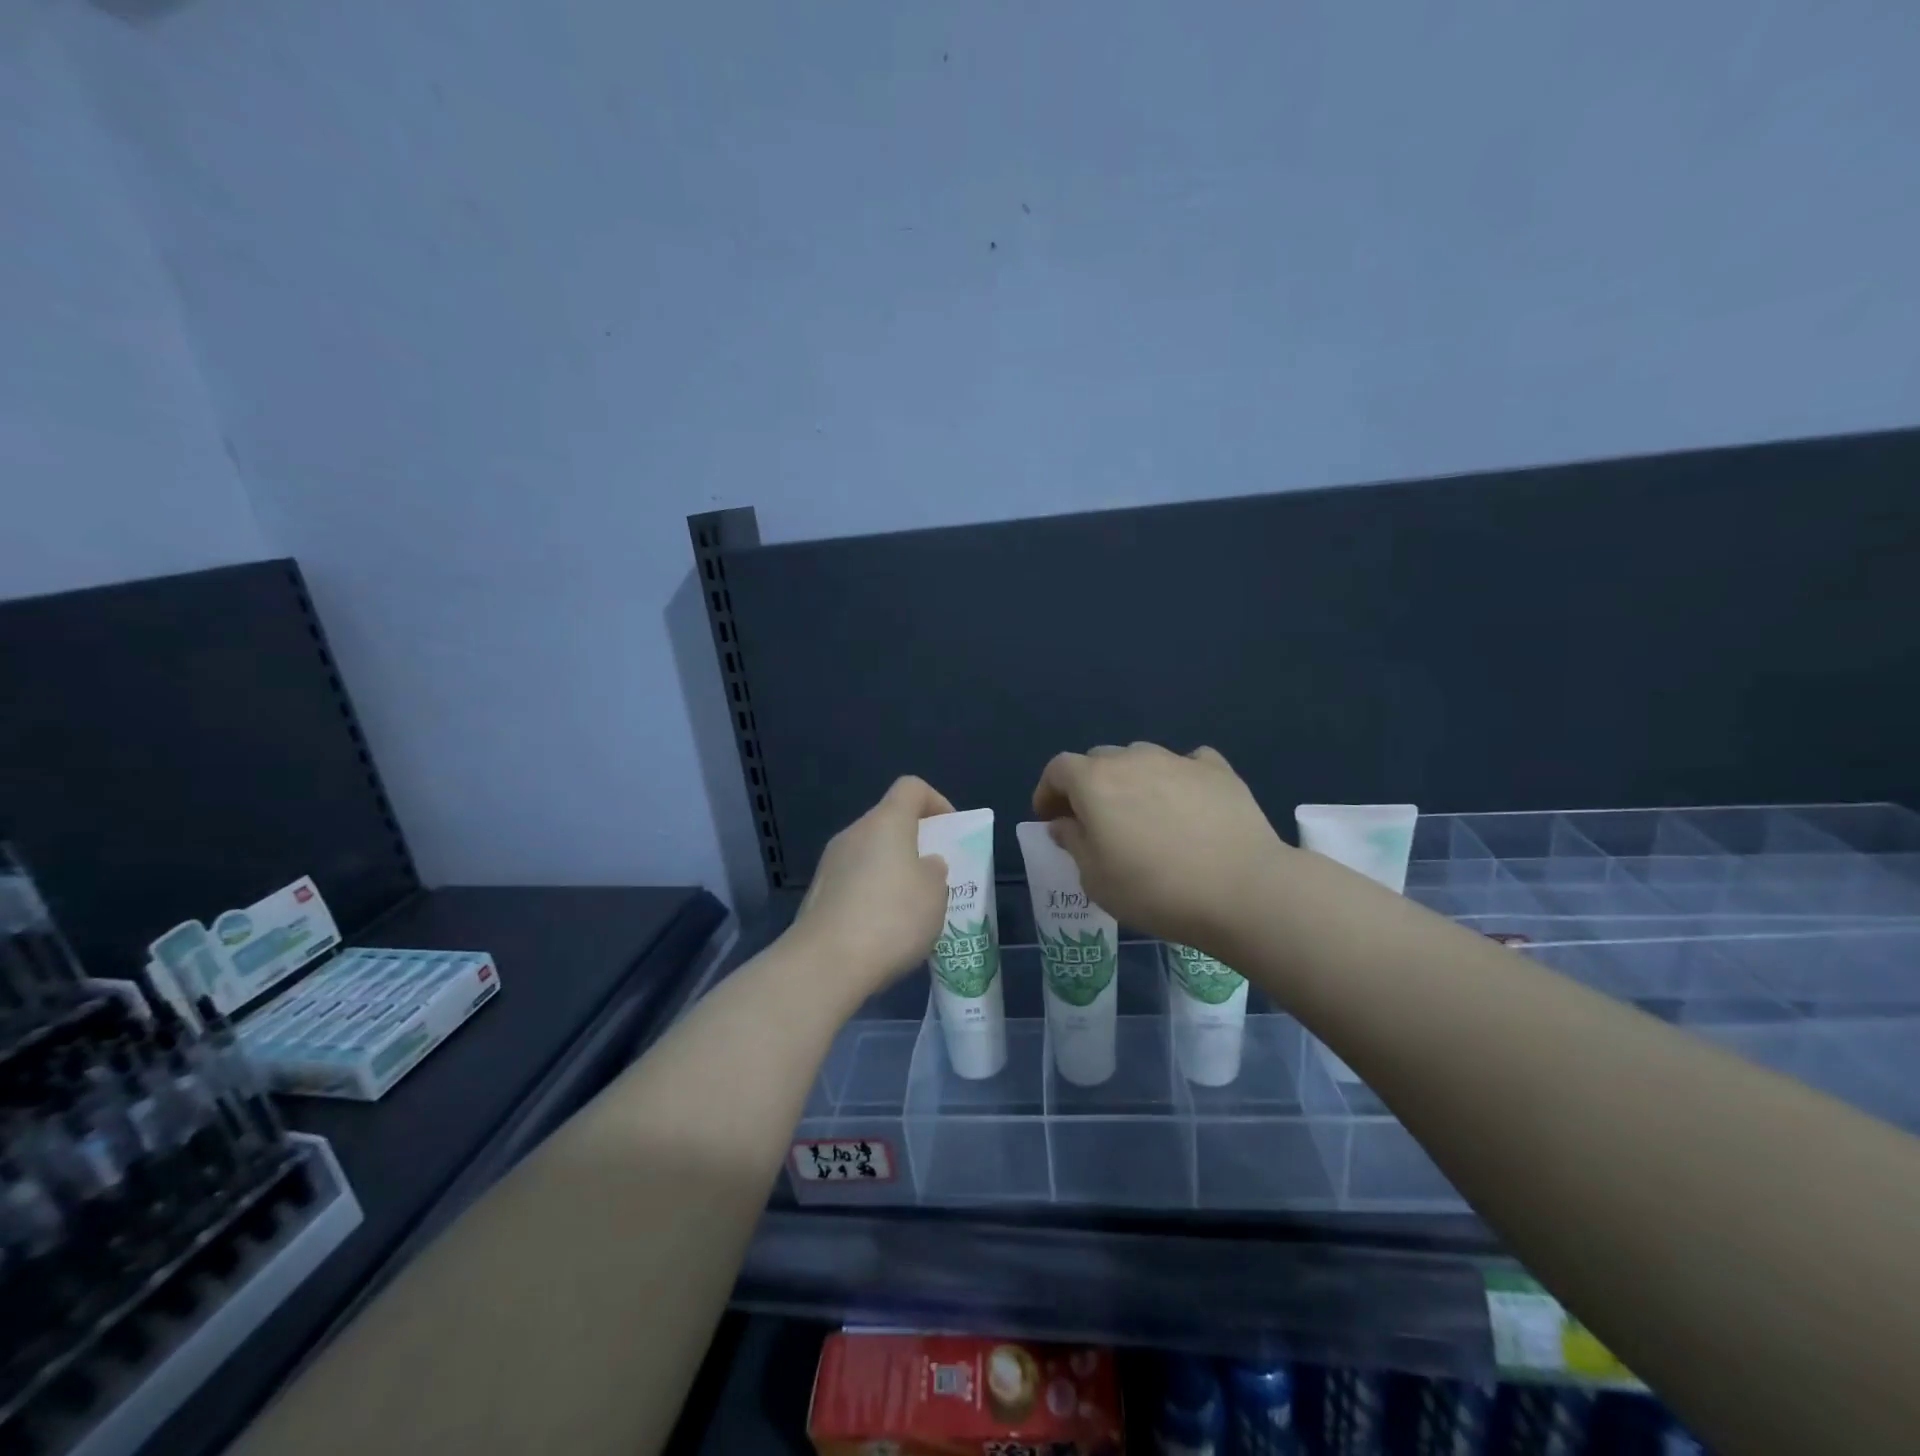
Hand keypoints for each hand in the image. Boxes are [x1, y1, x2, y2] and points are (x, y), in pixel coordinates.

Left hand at [788, 776, 954, 1005]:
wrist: (825, 963)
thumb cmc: (892, 918)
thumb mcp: (935, 894)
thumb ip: (934, 871)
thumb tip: (924, 865)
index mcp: (886, 822)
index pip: (911, 788)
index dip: (936, 802)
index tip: (951, 832)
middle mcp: (854, 833)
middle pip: (888, 822)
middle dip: (915, 843)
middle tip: (935, 876)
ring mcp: (830, 864)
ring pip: (870, 854)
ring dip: (892, 872)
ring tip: (912, 909)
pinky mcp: (818, 894)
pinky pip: (854, 882)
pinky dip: (872, 895)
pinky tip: (884, 930)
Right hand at [1032, 742, 1286, 950]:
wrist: (1242, 890)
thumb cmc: (1154, 889)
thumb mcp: (1096, 879)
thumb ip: (1073, 843)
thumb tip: (1065, 823)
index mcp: (1094, 781)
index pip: (1058, 769)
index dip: (1048, 791)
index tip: (1050, 818)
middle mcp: (1132, 759)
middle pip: (1098, 759)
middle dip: (1089, 785)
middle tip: (1094, 821)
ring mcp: (1178, 760)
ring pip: (1141, 757)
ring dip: (1132, 779)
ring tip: (1143, 813)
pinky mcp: (1218, 771)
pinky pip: (1187, 764)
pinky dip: (1178, 778)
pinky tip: (1187, 804)